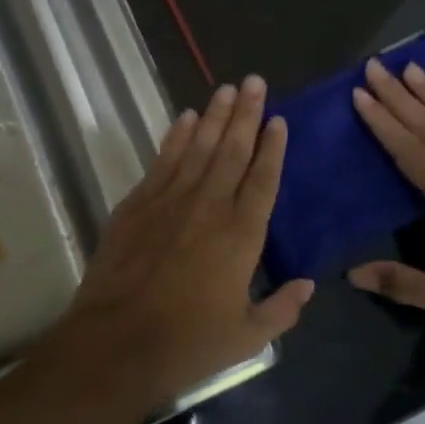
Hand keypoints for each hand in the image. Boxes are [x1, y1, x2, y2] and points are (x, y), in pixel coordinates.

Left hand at [46, 75, 314, 406]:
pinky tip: (186, 117)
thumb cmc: (187, 342)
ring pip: (198, 147)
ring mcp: (170, 200)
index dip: (273, 147)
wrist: (116, 342)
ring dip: (214, 116)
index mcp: (242, 234)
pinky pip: (163, 160)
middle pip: (232, 150)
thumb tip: (308, 285)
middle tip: (255, 81)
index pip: (263, 179)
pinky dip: (175, 136)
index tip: (279, 120)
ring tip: (227, 88)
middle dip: (246, 114)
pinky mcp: (138, 204)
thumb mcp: (248, 337)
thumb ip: (282, 309)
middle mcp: (210, 206)